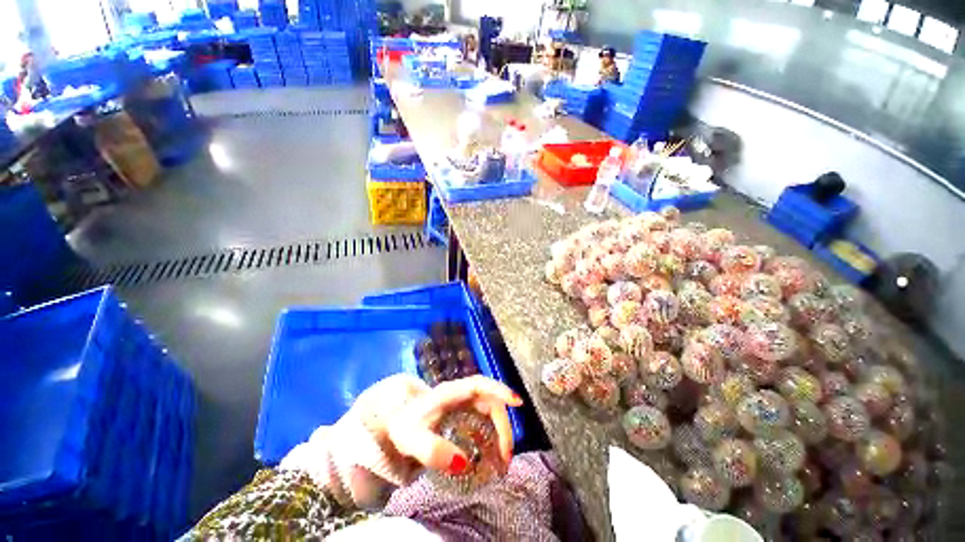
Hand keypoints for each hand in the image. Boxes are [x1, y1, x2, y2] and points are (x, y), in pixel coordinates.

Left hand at [379, 375, 522, 475]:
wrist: (393, 425)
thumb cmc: (403, 427)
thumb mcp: (411, 439)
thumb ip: (433, 450)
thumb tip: (464, 463)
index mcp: (451, 393)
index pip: (480, 384)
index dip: (500, 389)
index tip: (518, 402)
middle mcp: (461, 396)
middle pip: (491, 402)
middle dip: (504, 426)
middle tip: (505, 456)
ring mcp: (463, 405)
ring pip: (490, 413)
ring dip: (500, 434)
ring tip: (502, 461)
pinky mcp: (462, 416)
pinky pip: (483, 424)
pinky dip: (491, 439)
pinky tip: (490, 457)